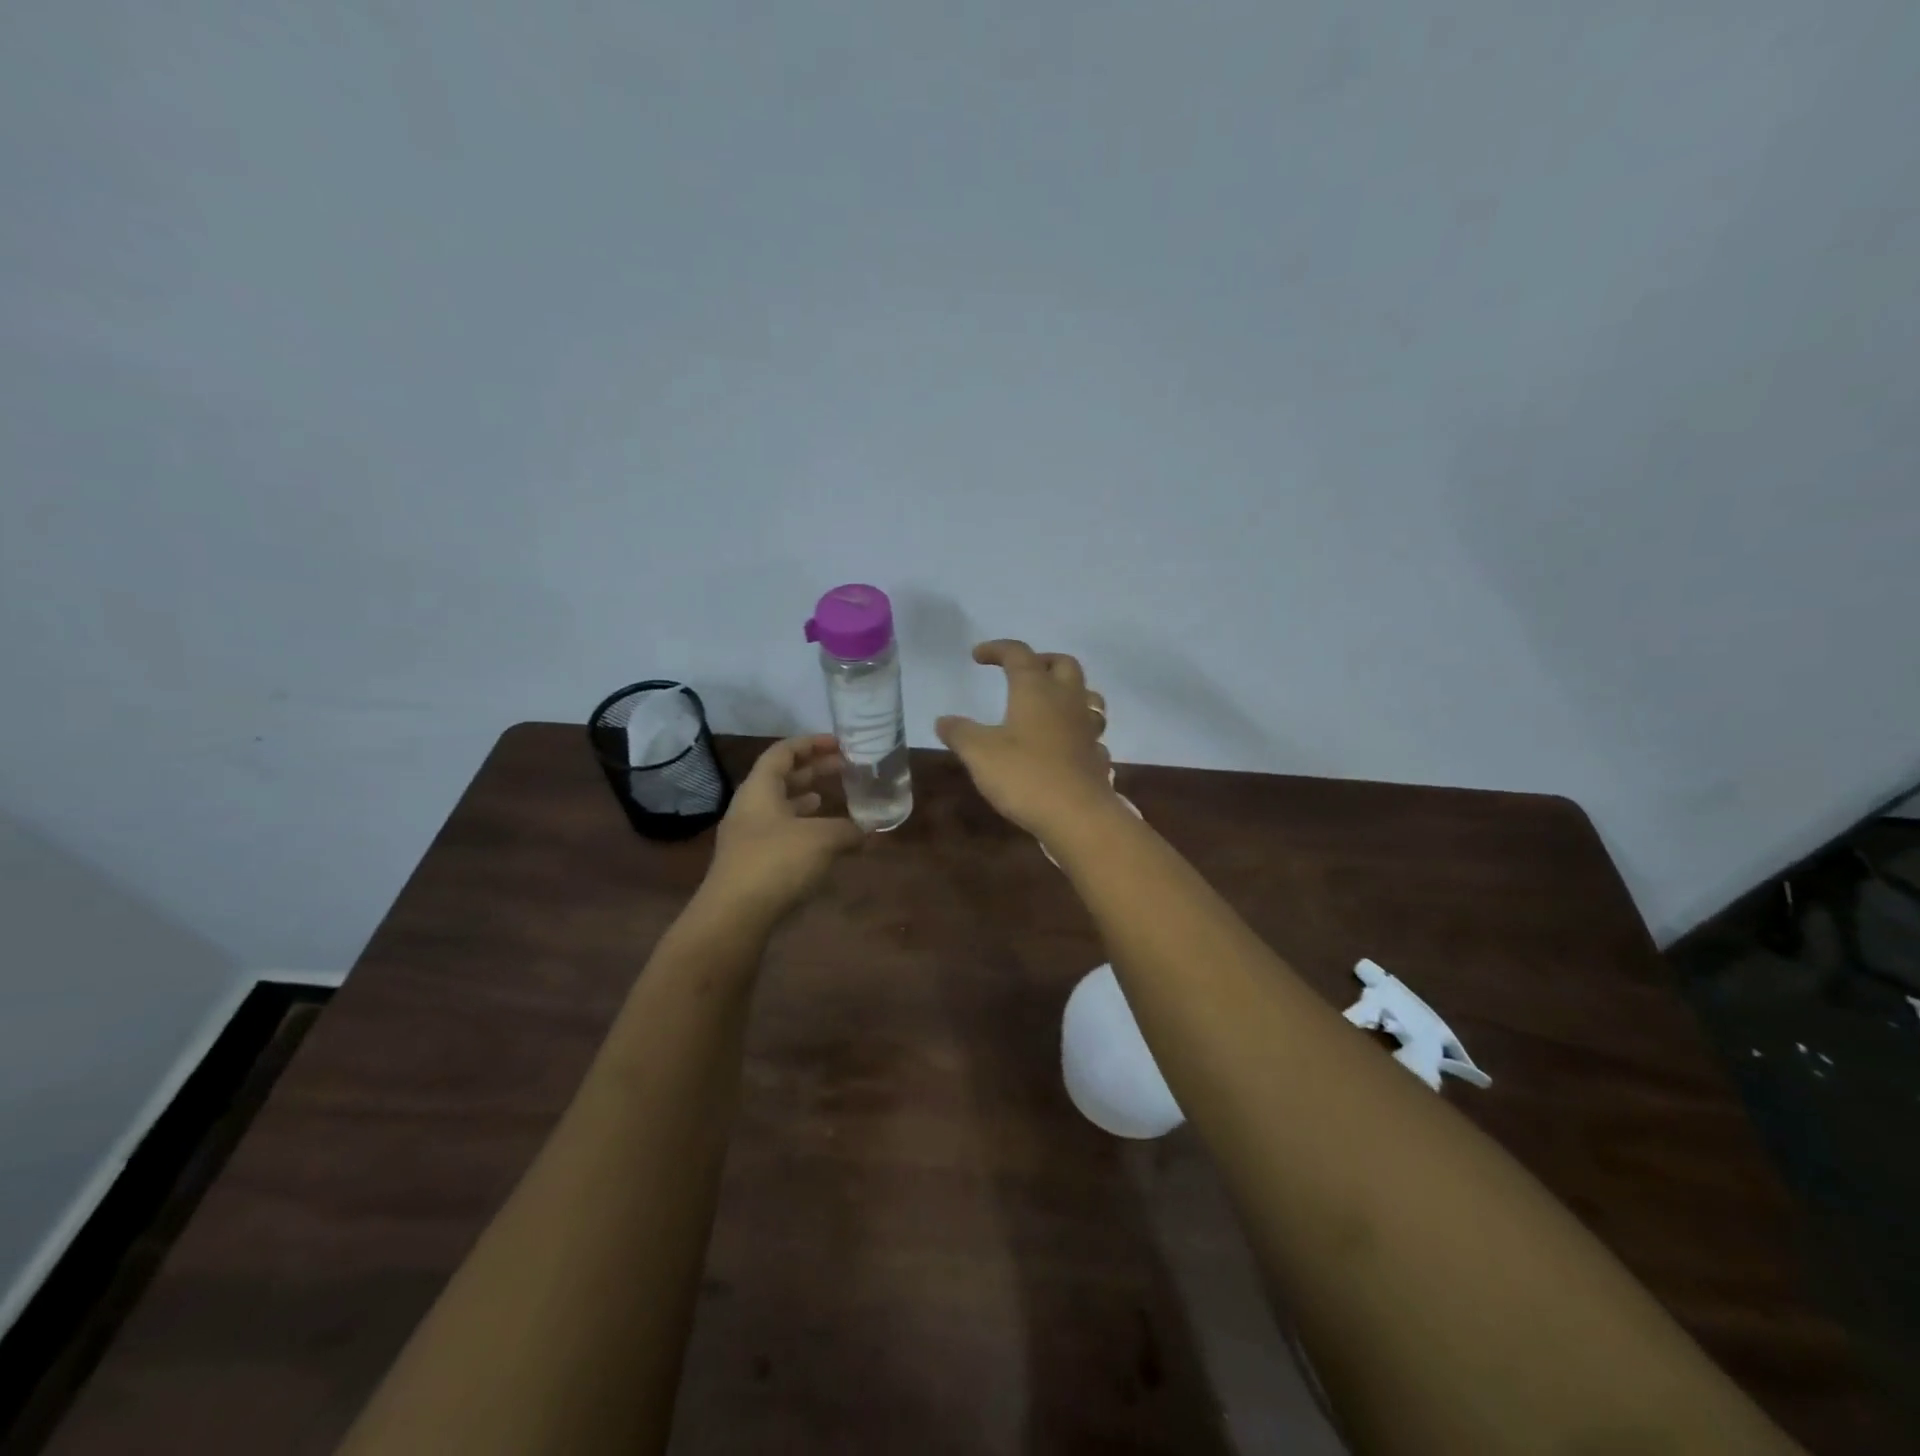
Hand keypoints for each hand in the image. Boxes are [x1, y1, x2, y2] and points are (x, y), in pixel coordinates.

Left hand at [705, 735, 864, 920]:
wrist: (734, 916)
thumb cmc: (776, 862)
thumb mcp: (822, 839)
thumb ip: (848, 829)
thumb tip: (870, 830)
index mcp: (759, 789)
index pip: (783, 752)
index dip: (811, 744)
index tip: (839, 744)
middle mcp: (750, 807)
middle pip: (781, 778)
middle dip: (814, 770)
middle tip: (845, 768)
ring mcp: (748, 836)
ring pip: (780, 807)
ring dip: (806, 799)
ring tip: (830, 798)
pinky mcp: (752, 863)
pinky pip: (781, 833)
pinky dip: (803, 828)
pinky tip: (821, 840)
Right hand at [936, 640, 1114, 837]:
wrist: (1078, 816)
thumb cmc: (1025, 775)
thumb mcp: (980, 753)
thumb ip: (960, 733)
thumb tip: (944, 720)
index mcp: (1036, 690)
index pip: (1018, 654)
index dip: (998, 649)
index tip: (978, 656)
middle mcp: (1067, 700)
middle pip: (1063, 664)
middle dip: (1041, 661)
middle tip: (1020, 673)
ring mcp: (1087, 728)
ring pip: (1087, 695)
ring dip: (1068, 691)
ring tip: (1048, 704)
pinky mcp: (1096, 755)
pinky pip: (1090, 733)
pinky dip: (1076, 730)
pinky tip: (1064, 744)